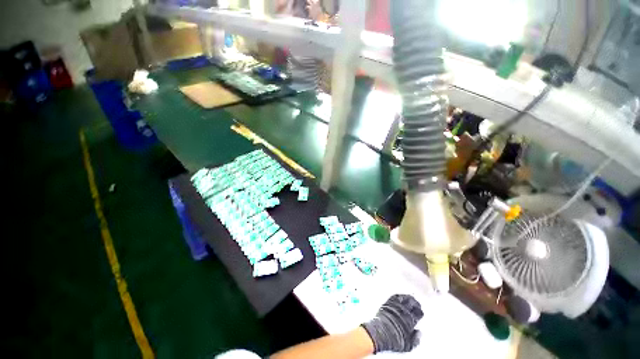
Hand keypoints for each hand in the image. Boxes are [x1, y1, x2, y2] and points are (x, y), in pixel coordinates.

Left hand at [361, 294, 423, 352]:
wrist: (380, 334)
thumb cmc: (394, 340)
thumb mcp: (408, 345)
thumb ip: (415, 339)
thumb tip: (419, 332)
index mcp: (410, 321)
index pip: (418, 313)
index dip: (420, 312)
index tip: (420, 312)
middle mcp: (404, 312)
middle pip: (412, 303)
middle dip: (415, 303)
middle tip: (417, 304)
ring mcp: (395, 306)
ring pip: (404, 298)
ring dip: (408, 297)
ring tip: (410, 298)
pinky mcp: (387, 303)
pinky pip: (394, 296)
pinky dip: (399, 295)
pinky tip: (400, 296)